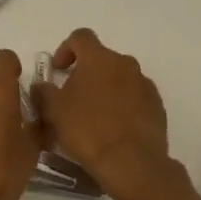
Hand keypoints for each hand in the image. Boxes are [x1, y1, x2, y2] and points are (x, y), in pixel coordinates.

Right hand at [33, 29, 182, 199]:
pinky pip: (136, 97)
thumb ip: (44, 92)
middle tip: (73, 97)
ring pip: (120, 78)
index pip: (80, 37)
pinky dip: (124, 105)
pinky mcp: (157, 106)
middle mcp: (125, 64)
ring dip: (106, 88)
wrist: (132, 162)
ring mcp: (144, 84)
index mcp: (98, 58)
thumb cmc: (87, 130)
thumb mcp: (54, 111)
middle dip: (86, 72)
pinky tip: (114, 127)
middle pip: (102, 58)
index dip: (66, 49)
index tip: (58, 70)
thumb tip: (42, 85)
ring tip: (95, 115)